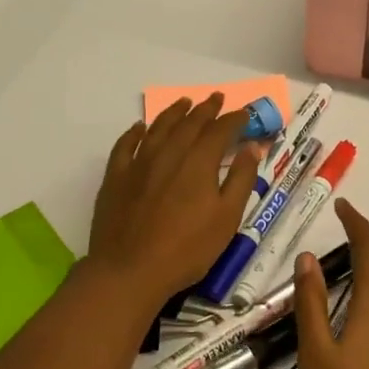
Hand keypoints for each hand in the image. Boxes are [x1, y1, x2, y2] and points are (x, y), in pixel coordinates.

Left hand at [87, 95, 258, 303]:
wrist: (129, 271)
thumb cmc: (187, 249)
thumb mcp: (227, 218)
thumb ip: (242, 179)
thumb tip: (253, 147)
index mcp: (199, 162)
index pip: (220, 130)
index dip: (234, 119)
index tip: (244, 113)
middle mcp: (169, 154)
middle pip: (189, 123)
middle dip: (205, 109)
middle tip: (216, 98)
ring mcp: (138, 164)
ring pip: (158, 128)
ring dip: (173, 112)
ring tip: (183, 102)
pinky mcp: (116, 178)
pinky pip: (125, 145)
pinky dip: (135, 132)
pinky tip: (139, 127)